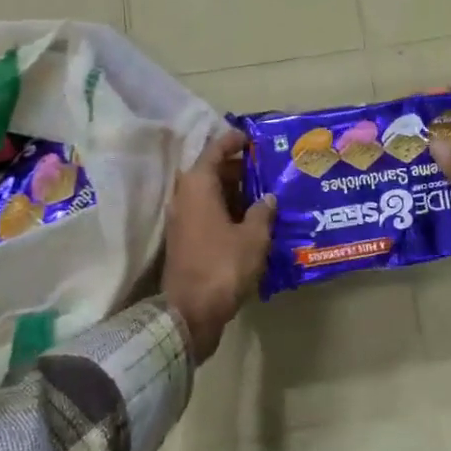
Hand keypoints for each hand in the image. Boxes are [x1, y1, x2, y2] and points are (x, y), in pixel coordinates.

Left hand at [162, 130, 274, 361]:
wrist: (190, 313)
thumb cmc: (222, 266)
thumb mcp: (252, 237)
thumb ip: (261, 212)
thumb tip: (267, 198)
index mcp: (198, 186)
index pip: (215, 150)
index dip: (234, 140)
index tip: (253, 137)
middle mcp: (185, 197)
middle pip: (212, 171)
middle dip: (239, 168)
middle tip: (268, 168)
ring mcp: (182, 220)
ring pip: (211, 194)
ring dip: (235, 191)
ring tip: (266, 192)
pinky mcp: (185, 240)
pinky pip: (208, 213)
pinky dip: (228, 211)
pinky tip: (252, 219)